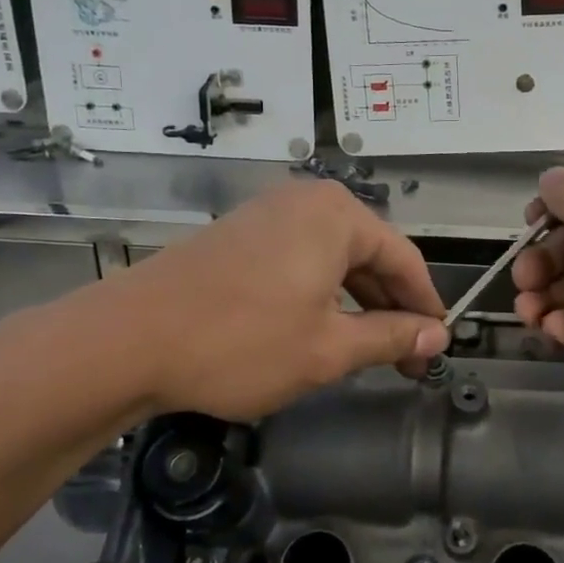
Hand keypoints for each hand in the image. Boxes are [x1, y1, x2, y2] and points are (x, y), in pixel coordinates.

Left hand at [18, 181, 448, 424]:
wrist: (125, 341)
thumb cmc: (241, 343)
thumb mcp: (328, 349)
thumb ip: (391, 338)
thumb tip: (438, 337)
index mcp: (338, 216)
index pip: (405, 260)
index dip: (425, 307)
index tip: (438, 348)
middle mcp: (306, 202)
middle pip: (369, 256)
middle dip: (390, 308)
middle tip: (406, 360)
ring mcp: (266, 215)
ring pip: (333, 260)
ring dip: (356, 304)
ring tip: (367, 351)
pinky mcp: (238, 236)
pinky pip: (299, 260)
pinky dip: (320, 294)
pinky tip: (319, 330)